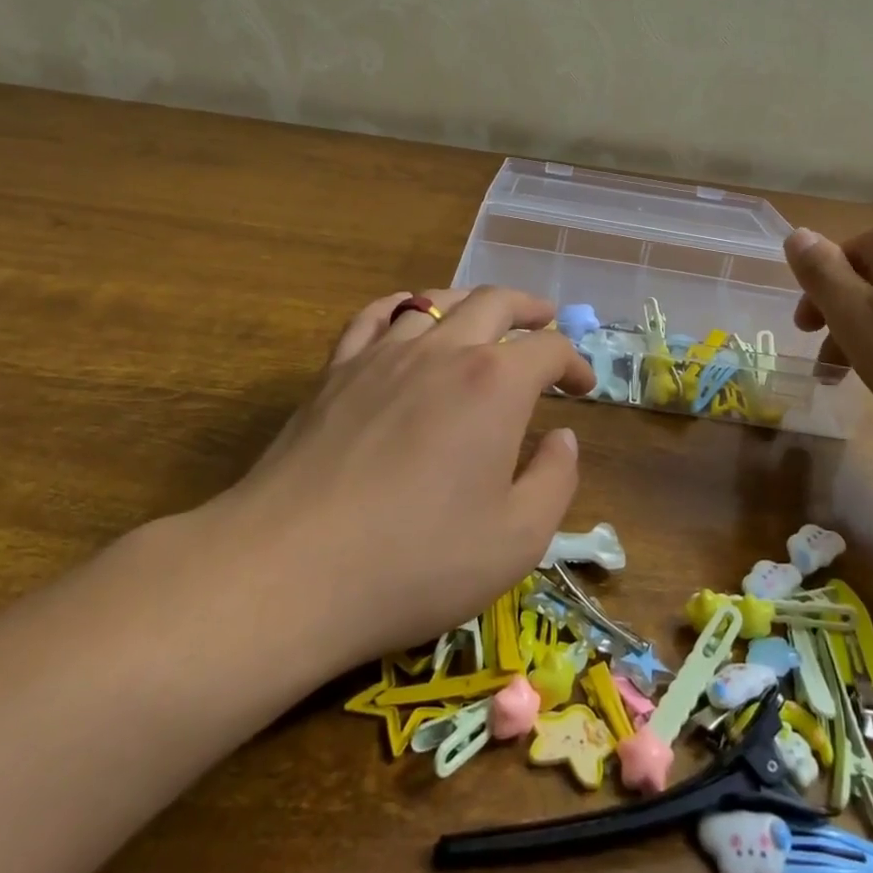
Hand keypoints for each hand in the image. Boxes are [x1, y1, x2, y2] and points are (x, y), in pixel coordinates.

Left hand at [206, 287, 595, 666]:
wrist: (289, 570)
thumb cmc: (416, 561)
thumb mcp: (517, 540)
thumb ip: (554, 480)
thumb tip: (563, 437)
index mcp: (495, 384)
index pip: (549, 349)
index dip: (574, 362)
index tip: (582, 387)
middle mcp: (443, 351)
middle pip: (495, 303)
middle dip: (530, 308)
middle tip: (545, 321)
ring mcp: (383, 354)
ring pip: (436, 301)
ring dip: (471, 303)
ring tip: (484, 317)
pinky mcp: (336, 371)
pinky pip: (374, 316)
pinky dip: (402, 306)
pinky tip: (407, 316)